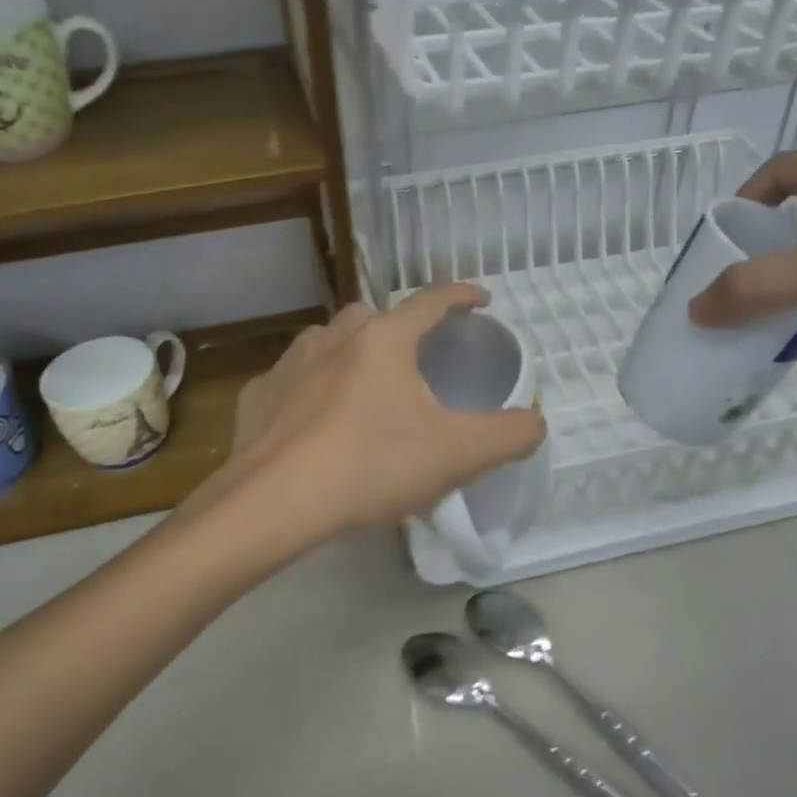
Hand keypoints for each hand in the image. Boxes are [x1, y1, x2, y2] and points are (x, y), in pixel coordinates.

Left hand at [227, 285, 546, 536]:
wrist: (275, 501)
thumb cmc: (372, 465)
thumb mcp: (458, 454)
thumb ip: (510, 435)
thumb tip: (536, 422)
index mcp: (384, 340)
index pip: (431, 300)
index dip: (462, 295)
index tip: (481, 299)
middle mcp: (335, 336)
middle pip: (376, 316)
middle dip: (401, 328)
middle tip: (417, 360)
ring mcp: (291, 362)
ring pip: (329, 341)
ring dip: (352, 353)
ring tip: (366, 388)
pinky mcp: (259, 394)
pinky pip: (294, 379)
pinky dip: (311, 388)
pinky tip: (316, 419)